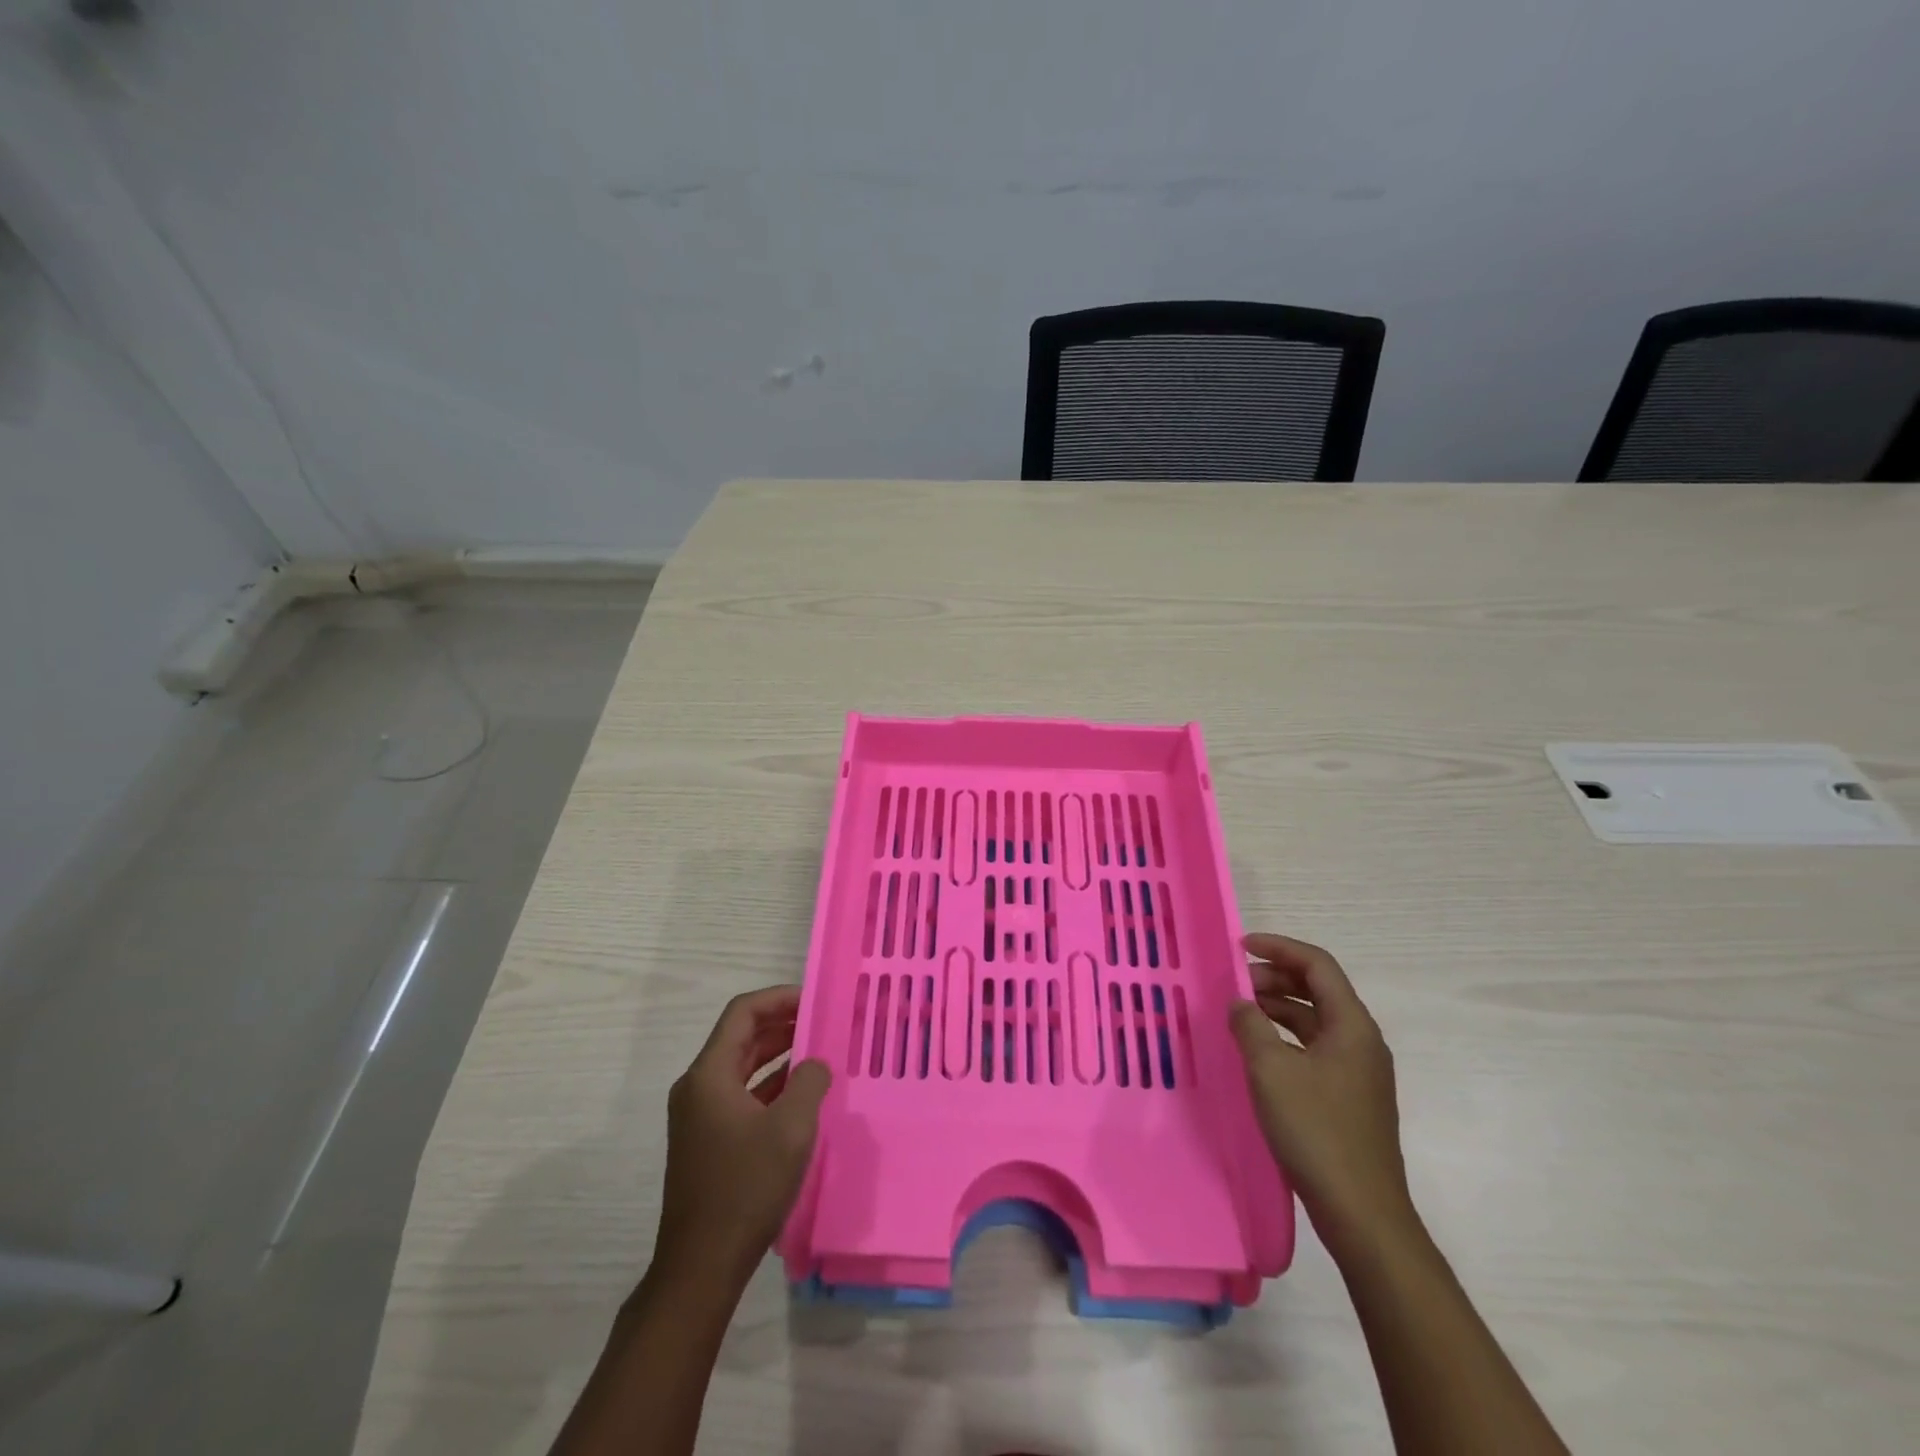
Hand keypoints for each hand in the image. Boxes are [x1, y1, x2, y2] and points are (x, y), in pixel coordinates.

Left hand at [654, 985, 831, 1285]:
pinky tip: (800, 1093)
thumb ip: (808, 1082)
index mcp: (709, 1075)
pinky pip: (741, 1095)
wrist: (701, 1267)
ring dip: (778, 1055)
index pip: (743, 1013)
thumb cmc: (746, 1188)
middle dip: (782, 1024)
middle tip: (823, 1021)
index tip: (815, 999)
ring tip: (819, 1051)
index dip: (779, 998)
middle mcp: (698, 1087)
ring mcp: (699, 1116)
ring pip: (742, 1067)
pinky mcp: (707, 1140)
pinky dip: (770, 1085)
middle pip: (741, 1037)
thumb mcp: (791, 1129)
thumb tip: (815, 1063)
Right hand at [1228, 933, 1414, 1251]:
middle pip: (1318, 990)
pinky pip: (1313, 1048)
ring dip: (1277, 1008)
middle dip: (1274, 978)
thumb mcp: (1271, 1070)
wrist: (1362, 1213)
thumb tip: (1240, 1003)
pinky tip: (1257, 1051)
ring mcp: (1357, 1071)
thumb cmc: (1317, 1131)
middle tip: (1234, 984)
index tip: (1241, 946)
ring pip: (1314, 1021)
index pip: (1317, 965)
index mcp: (1352, 1025)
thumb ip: (1250, 1026)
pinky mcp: (1348, 1097)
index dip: (1279, 947)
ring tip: (1238, 1013)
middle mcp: (1361, 1041)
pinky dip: (1284, 1037)